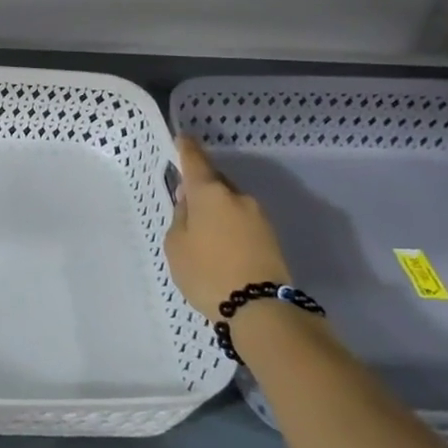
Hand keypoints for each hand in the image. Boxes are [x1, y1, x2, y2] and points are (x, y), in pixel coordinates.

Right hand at [164, 134, 289, 314]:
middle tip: (186, 203)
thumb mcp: (176, 244)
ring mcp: (259, 216)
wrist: (260, 309)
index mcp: (210, 193)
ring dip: (217, 209)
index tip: (182, 138)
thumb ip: (181, 217)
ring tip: (203, 232)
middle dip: (202, 187)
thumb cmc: (207, 272)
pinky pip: (242, 221)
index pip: (195, 160)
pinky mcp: (271, 236)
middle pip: (216, 182)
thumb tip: (190, 203)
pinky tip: (221, 245)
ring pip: (231, 202)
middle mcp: (237, 197)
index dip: (186, 148)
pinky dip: (230, 225)